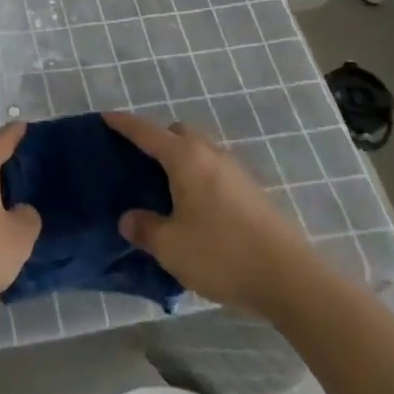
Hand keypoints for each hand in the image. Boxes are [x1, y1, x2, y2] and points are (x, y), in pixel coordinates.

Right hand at [104, 111, 308, 314]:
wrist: (288, 276)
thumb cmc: (221, 253)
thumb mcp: (170, 246)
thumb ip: (144, 228)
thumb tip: (128, 218)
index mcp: (184, 157)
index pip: (146, 132)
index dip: (123, 124)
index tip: (105, 117)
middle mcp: (209, 154)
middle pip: (177, 133)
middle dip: (157, 140)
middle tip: (139, 163)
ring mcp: (234, 171)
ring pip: (199, 151)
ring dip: (180, 160)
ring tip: (166, 189)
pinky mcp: (251, 191)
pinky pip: (214, 171)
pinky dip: (198, 178)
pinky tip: (195, 209)